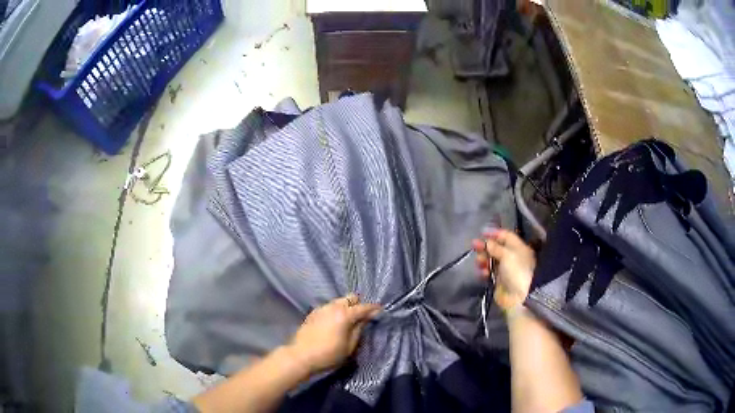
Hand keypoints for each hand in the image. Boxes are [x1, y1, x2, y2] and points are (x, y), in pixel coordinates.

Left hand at [288, 294, 380, 374]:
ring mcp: (322, 308)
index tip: (380, 311)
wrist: (301, 356)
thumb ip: (358, 330)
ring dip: (346, 307)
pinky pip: (329, 307)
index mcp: (345, 314)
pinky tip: (334, 322)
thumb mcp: (349, 346)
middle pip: (350, 298)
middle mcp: (333, 307)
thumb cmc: (329, 354)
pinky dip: (335, 311)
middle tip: (362, 316)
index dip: (374, 309)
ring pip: (338, 301)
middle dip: (358, 304)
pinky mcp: (313, 313)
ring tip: (348, 319)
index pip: (364, 307)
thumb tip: (366, 319)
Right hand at [472, 229, 535, 313]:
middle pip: (497, 248)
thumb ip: (495, 247)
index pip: (506, 236)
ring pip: (491, 259)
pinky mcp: (499, 280)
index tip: (482, 232)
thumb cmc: (517, 272)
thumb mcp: (507, 255)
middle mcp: (513, 257)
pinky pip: (489, 271)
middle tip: (474, 245)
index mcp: (519, 248)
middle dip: (485, 246)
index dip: (495, 233)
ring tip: (479, 262)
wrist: (519, 298)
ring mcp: (505, 269)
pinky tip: (483, 272)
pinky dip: (484, 270)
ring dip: (483, 259)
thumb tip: (486, 242)